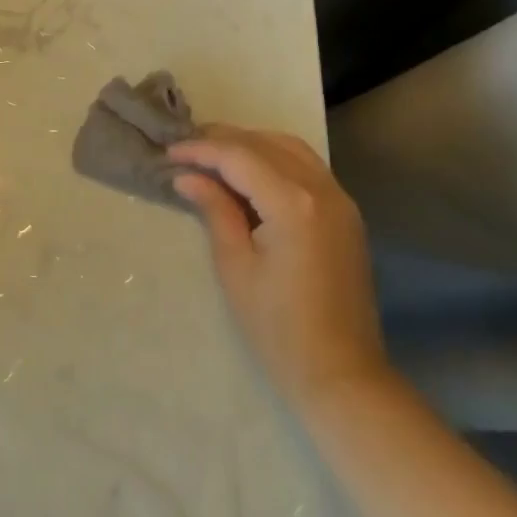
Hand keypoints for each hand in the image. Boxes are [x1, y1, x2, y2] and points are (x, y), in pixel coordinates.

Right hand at [169, 126, 390, 414]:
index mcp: (293, 203)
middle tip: (186, 148)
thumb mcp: (236, 267)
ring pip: (290, 147)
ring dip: (252, 143)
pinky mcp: (346, 214)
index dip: (201, 150)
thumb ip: (214, 211)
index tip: (169, 153)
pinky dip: (276, 157)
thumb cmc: (279, 329)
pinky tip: (252, 171)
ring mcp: (340, 199)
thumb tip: (187, 177)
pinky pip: (308, 166)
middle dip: (223, 140)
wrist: (343, 376)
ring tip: (215, 153)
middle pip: (265, 143)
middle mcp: (321, 189)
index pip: (239, 156)